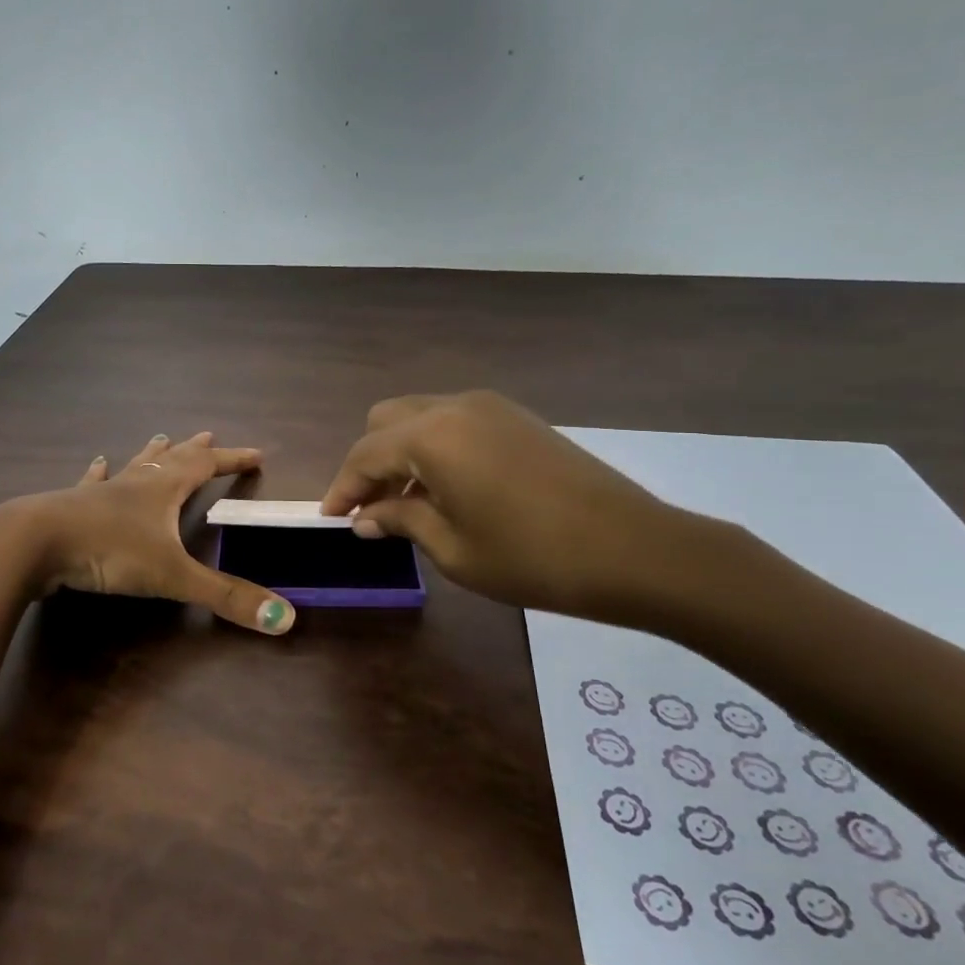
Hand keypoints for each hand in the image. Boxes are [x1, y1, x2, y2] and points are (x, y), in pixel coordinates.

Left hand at [18, 431, 295, 634]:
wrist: (35, 543)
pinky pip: (91, 483)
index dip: (233, 460)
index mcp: (164, 489)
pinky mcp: (73, 506)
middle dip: (195, 450)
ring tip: (161, 437)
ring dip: (151, 453)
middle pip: (172, 458)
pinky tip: (96, 462)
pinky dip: (99, 473)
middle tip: (209, 435)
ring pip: (134, 465)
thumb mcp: (173, 576)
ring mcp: (102, 492)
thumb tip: (285, 618)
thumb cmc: (109, 551)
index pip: (206, 466)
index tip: (256, 454)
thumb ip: (226, 597)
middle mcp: (136, 482)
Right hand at [320, 391, 704, 624]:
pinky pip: (454, 421)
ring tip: (406, 504)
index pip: (364, 454)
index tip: (330, 519)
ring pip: (420, 416)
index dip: (342, 488)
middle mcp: (454, 407)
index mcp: (431, 436)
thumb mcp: (454, 549)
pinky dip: (434, 447)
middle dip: (368, 463)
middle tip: (370, 510)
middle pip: (386, 421)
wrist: (634, 548)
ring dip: (401, 453)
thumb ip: (401, 521)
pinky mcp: (516, 417)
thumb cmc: (532, 557)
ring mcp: (490, 407)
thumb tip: (365, 517)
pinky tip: (446, 489)